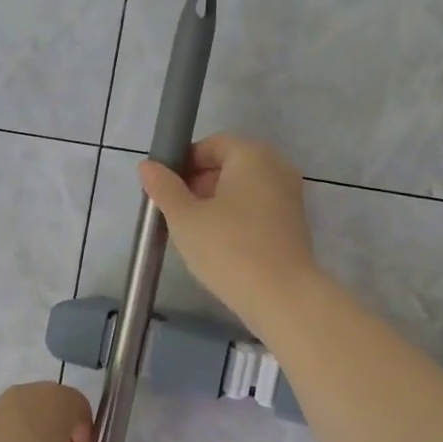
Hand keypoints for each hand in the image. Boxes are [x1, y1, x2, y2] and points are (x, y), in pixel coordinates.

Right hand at [138, 134, 318, 332]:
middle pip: (229, 165)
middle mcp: (277, 166)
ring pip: (243, 190)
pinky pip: (258, 210)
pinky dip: (237, 219)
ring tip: (195, 233)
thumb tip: (148, 166)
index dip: (184, 163)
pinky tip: (221, 247)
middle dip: (199, 184)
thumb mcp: (185, 218)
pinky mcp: (294, 224)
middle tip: (177, 214)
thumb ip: (164, 188)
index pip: (211, 145)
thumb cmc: (228, 249)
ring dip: (216, 204)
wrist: (281, 296)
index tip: (165, 191)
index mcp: (252, 155)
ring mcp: (290, 196)